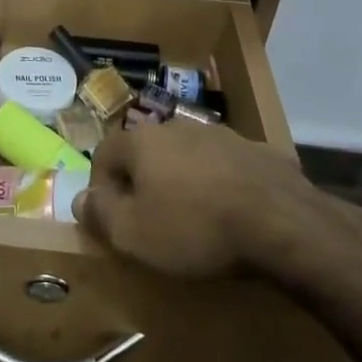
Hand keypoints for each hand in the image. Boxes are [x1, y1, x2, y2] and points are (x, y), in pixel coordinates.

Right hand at [76, 123, 361, 293]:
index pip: (104, 153)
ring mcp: (220, 135)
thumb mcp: (134, 234)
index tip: (110, 220)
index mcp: (142, 140)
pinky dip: (219, 186)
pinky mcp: (256, 151)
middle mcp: (176, 127)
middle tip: (149, 221)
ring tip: (193, 220)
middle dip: (142, 182)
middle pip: (145, 152)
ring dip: (181, 181)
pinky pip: (224, 167)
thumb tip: (79, 198)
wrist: (282, 223)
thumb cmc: (195, 228)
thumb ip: (101, 214)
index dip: (100, 187)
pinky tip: (231, 216)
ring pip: (186, 157)